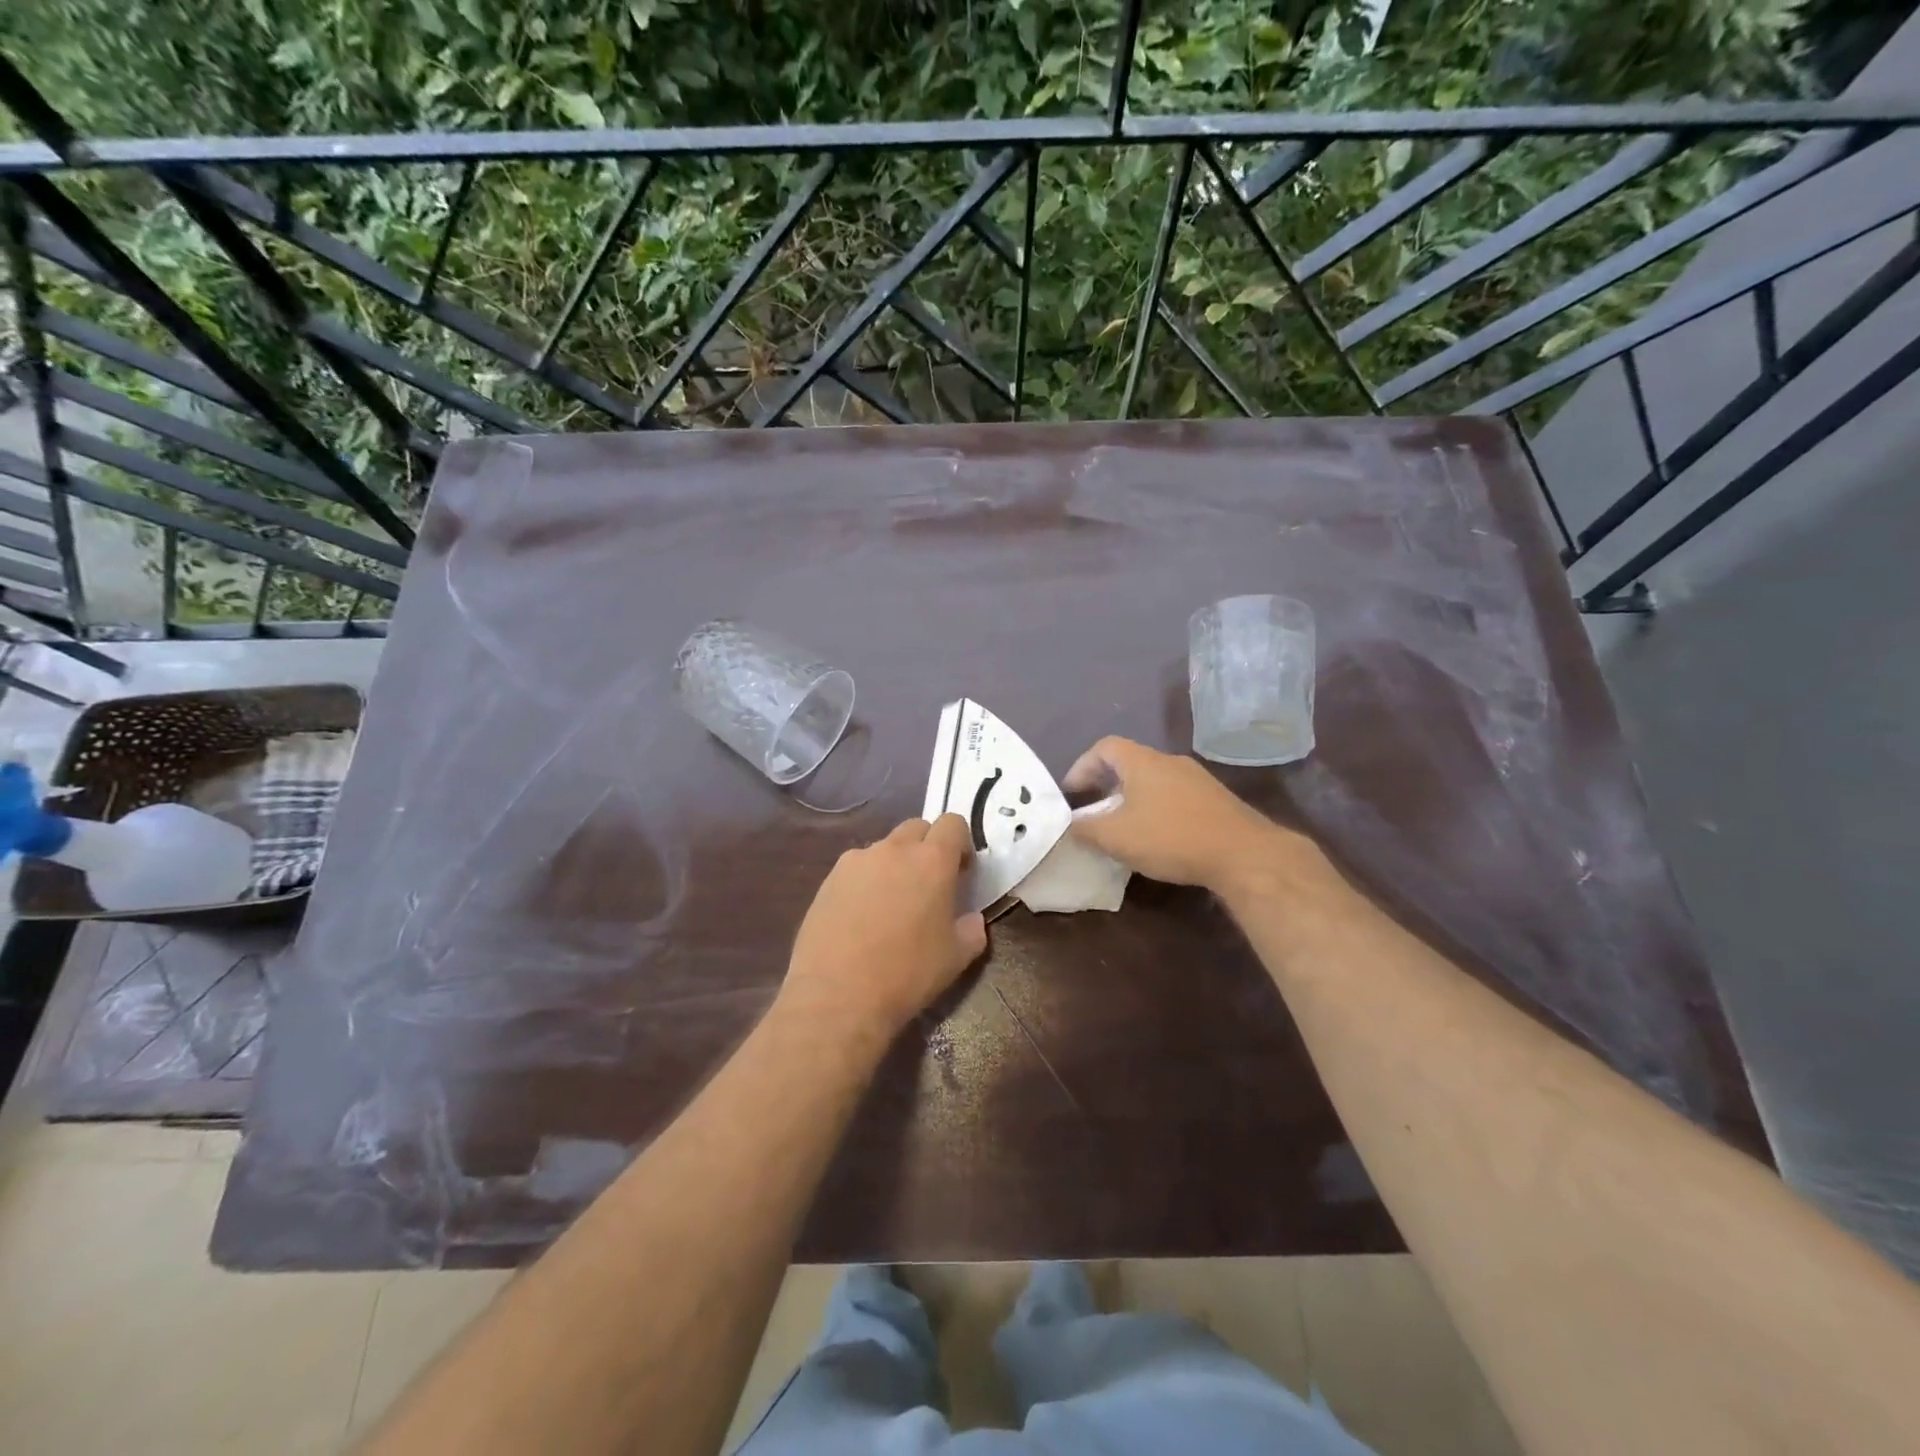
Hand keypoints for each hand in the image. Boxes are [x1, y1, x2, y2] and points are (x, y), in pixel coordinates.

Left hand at [783, 814, 988, 1043]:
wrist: (837, 996)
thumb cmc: (907, 975)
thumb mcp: (956, 958)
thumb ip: (972, 930)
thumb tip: (971, 918)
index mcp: (932, 861)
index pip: (953, 824)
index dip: (961, 844)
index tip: (960, 872)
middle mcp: (894, 849)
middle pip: (917, 827)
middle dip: (928, 847)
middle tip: (928, 885)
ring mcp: (857, 861)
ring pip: (885, 848)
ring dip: (895, 864)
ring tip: (890, 905)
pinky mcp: (829, 879)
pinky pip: (857, 868)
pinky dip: (866, 881)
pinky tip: (860, 917)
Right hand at [1063, 736, 1293, 893]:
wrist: (1243, 854)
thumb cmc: (1170, 837)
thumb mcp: (1116, 837)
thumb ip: (1086, 829)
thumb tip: (1071, 825)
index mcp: (1143, 762)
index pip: (1104, 747)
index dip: (1082, 766)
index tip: (1072, 794)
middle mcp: (1170, 762)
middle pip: (1130, 763)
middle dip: (1107, 786)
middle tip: (1094, 812)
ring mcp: (1197, 780)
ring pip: (1154, 782)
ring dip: (1133, 800)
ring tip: (1123, 828)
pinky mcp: (1216, 801)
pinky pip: (1175, 797)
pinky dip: (1157, 811)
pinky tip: (1158, 839)